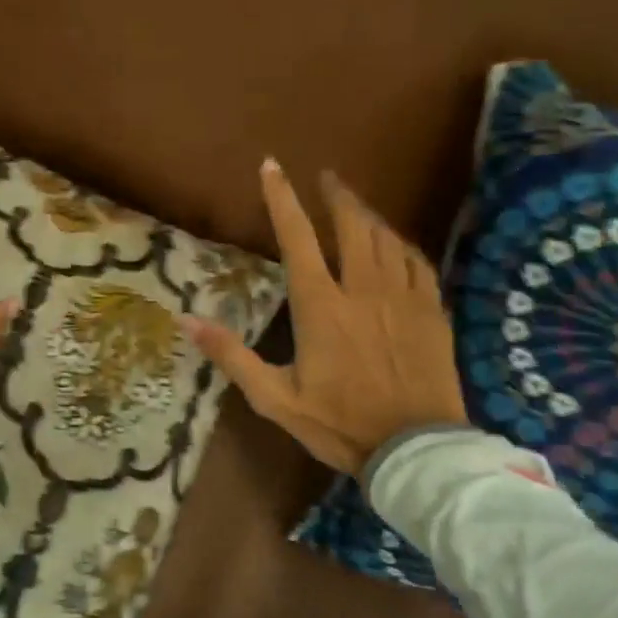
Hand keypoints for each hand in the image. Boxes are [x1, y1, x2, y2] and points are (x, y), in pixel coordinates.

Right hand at [179, 159, 468, 473]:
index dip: (282, 199)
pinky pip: (416, 262)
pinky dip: (400, 244)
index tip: (273, 166)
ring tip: (355, 204)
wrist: (416, 450)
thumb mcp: (274, 398)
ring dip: (367, 215)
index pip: (297, 238)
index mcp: (320, 306)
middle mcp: (362, 289)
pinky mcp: (431, 311)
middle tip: (326, 177)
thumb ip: (231, 355)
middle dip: (336, 195)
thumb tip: (186, 320)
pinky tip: (395, 244)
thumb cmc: (339, 423)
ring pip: (385, 238)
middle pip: (351, 225)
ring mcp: (402, 297)